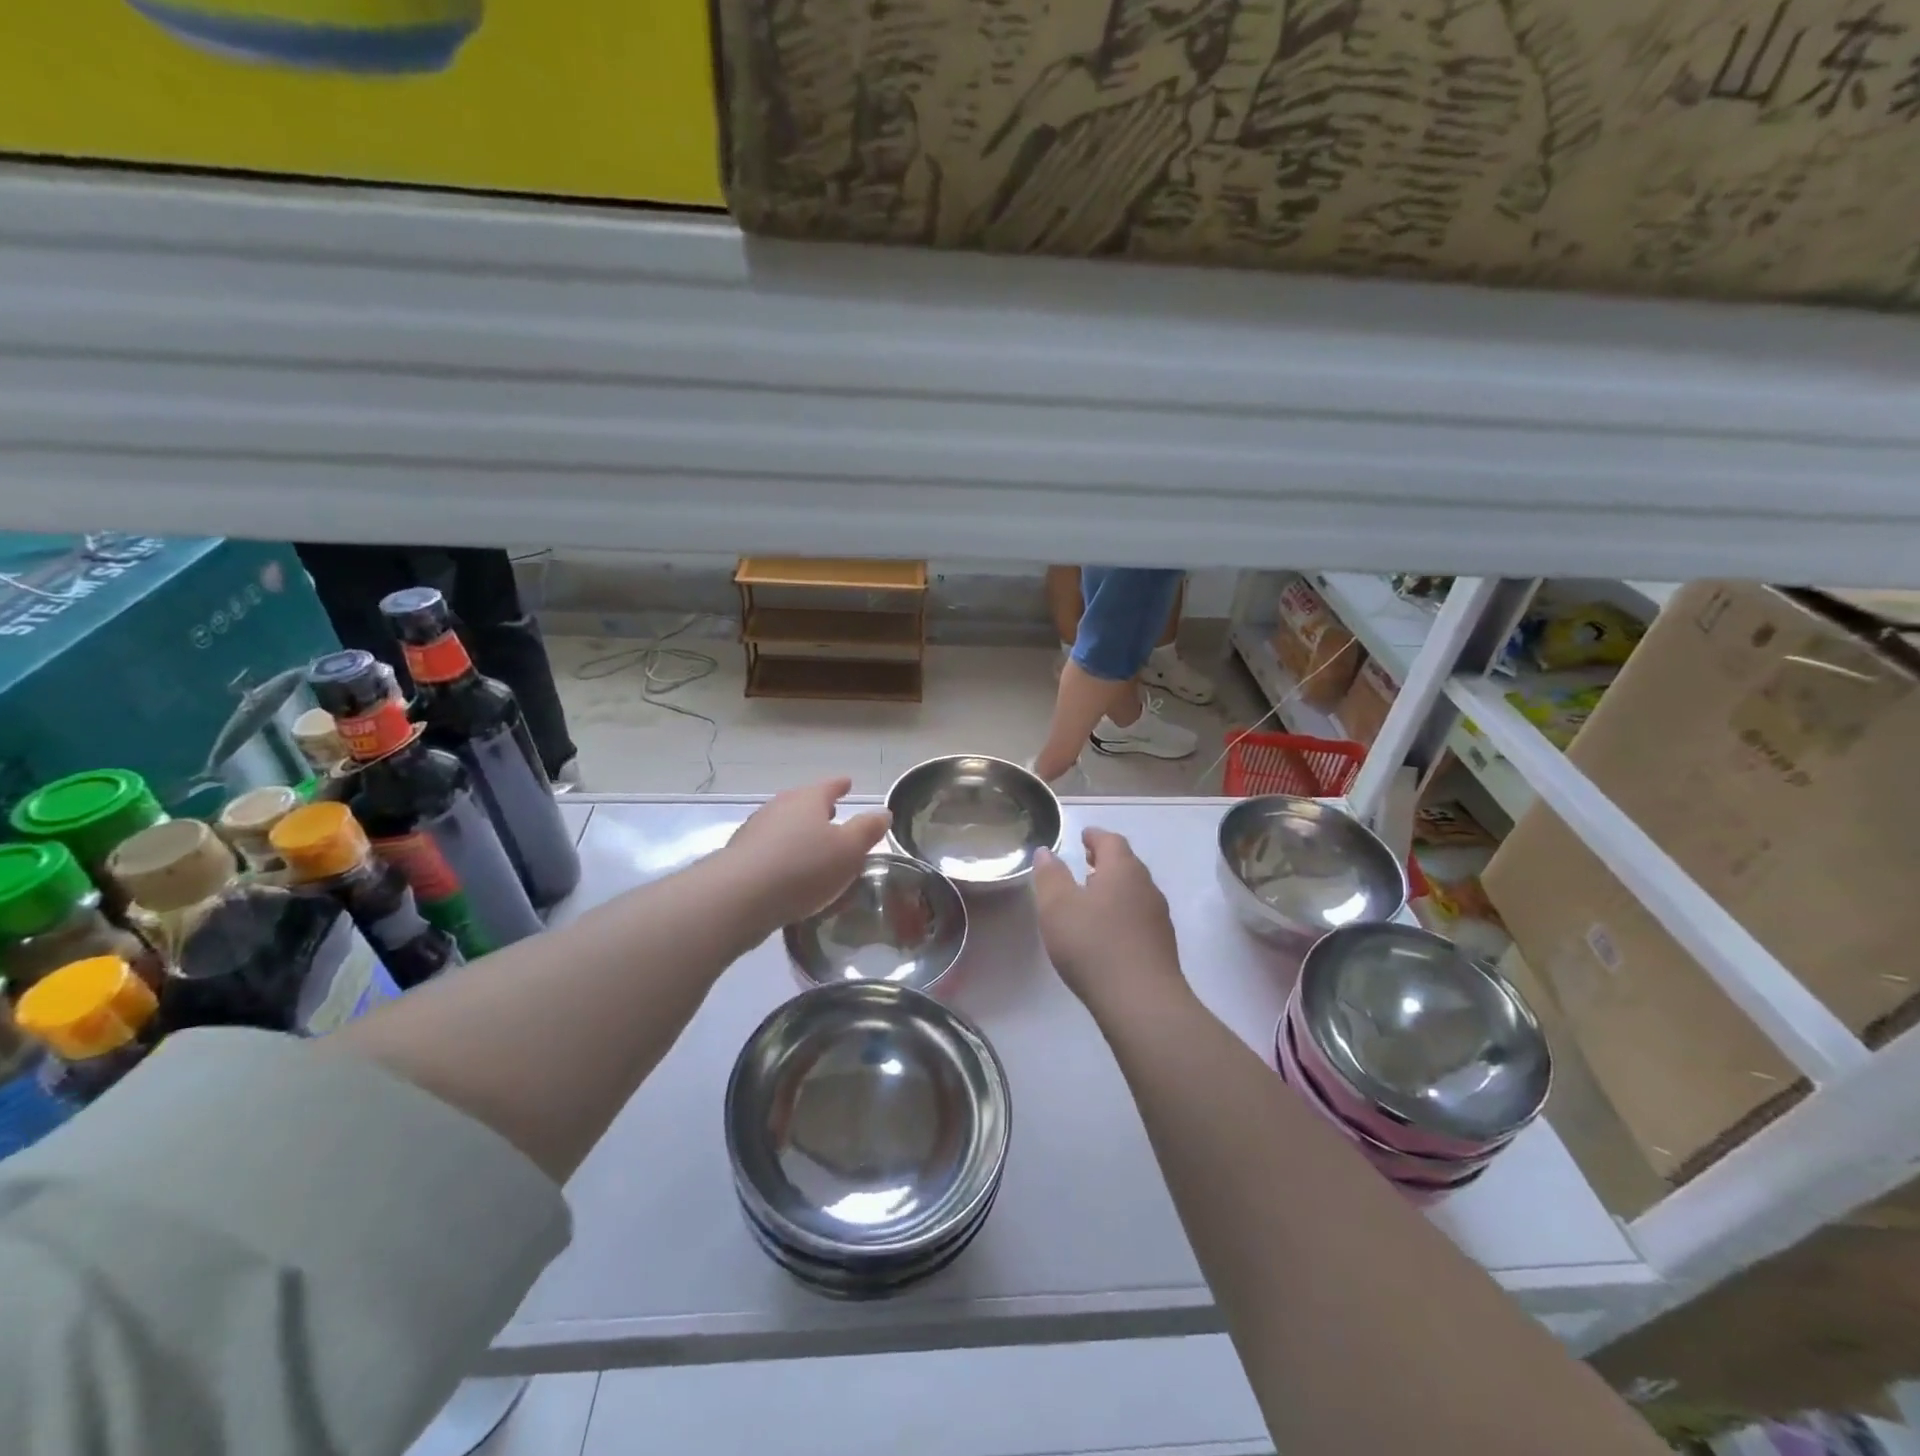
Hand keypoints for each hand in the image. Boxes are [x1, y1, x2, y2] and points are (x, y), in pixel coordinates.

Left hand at [723, 778, 890, 929]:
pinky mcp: (740, 857)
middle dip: (818, 809)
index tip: (848, 783)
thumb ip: (867, 830)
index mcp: (807, 800)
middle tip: (832, 815)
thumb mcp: (849, 850)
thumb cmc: (803, 867)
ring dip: (798, 833)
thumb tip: (883, 812)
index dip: (840, 785)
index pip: (829, 786)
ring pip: (783, 826)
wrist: (740, 897)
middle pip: (802, 803)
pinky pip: (769, 850)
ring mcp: (755, 831)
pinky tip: (788, 872)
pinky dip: (782, 854)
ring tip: (812, 847)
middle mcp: (779, 808)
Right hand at [1033, 828, 1185, 1011]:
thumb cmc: (1093, 945)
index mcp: (1123, 870)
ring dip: (1114, 888)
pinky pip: (1139, 917)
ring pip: (1134, 891)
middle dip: (1106, 861)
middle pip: (1127, 864)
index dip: (1095, 837)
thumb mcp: (1057, 907)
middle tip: (1085, 863)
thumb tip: (1047, 852)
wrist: (1142, 1002)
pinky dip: (1122, 913)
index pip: (1111, 841)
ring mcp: (1158, 917)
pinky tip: (1107, 931)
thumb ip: (1050, 876)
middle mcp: (1146, 887)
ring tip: (1092, 897)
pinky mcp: (1162, 946)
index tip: (1083, 837)